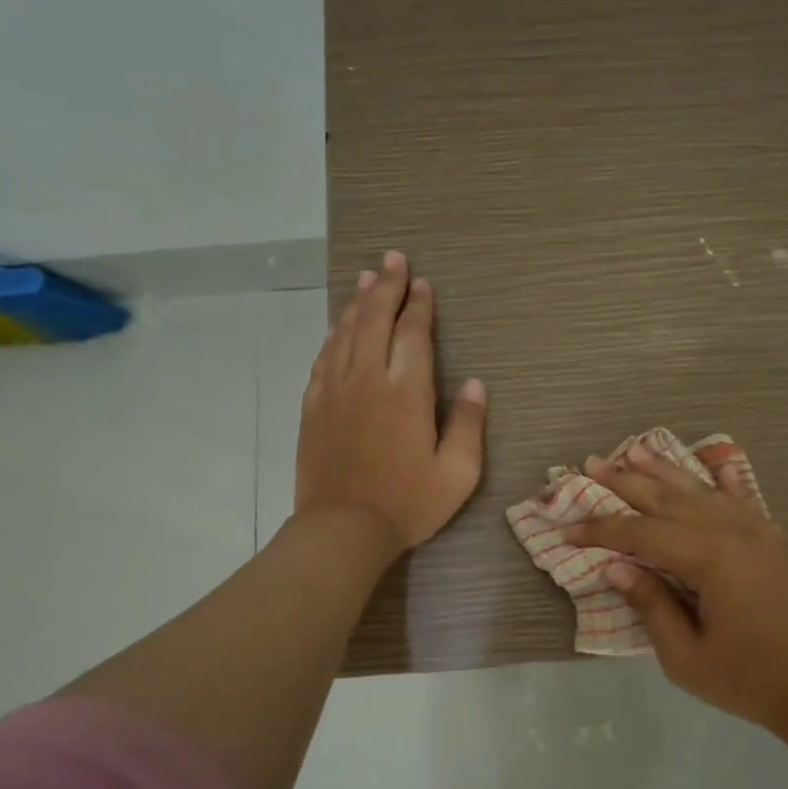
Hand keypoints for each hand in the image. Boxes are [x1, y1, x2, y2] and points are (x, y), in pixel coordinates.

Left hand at [296, 250, 486, 552]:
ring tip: (367, 278)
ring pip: (346, 333)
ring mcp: (335, 391)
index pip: (413, 334)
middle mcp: (367, 380)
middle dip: (387, 287)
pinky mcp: (313, 407)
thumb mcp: (457, 471)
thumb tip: (474, 383)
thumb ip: (467, 423)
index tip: (422, 283)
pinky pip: (324, 358)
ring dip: (358, 302)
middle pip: (375, 320)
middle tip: (393, 259)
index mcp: (406, 392)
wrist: (342, 529)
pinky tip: (339, 325)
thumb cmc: (408, 503)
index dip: (418, 305)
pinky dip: (334, 334)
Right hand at [566, 444, 787, 734]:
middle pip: (669, 499)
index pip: (641, 533)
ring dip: (666, 470)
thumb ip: (651, 605)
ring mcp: (760, 530)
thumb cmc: (750, 679)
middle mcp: (733, 531)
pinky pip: (744, 500)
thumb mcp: (686, 657)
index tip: (568, 528)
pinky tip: (715, 466)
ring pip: (703, 490)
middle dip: (626, 481)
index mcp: (709, 559)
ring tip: (635, 449)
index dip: (601, 530)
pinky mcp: (777, 539)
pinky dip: (724, 481)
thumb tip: (616, 567)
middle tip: (592, 463)